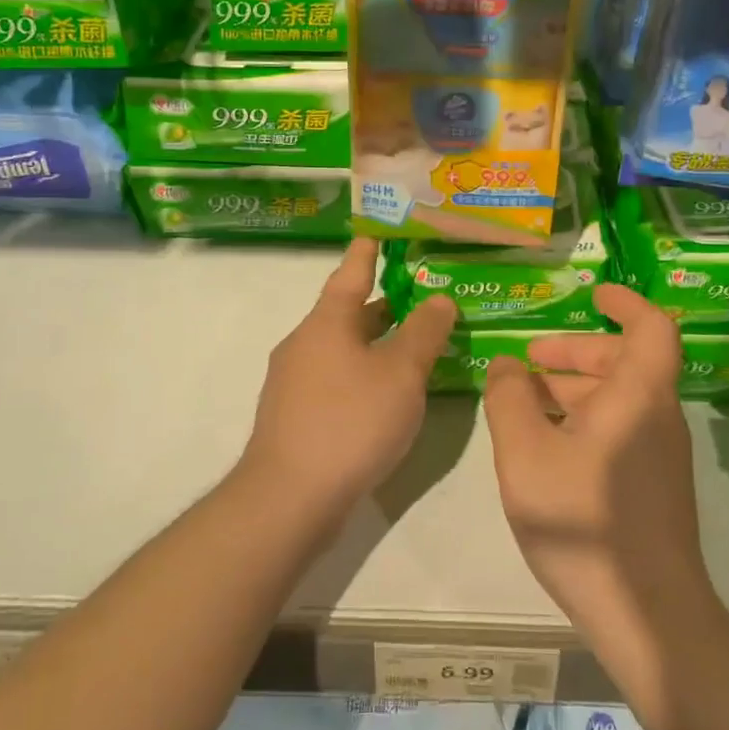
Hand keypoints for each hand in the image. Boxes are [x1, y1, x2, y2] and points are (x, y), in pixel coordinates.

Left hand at [240, 239, 457, 529]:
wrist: (290, 497)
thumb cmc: (350, 421)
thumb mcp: (401, 373)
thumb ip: (424, 332)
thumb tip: (438, 299)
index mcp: (326, 322)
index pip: (351, 273)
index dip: (367, 252)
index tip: (376, 232)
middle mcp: (304, 343)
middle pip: (347, 313)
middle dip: (382, 304)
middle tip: (419, 296)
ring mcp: (294, 382)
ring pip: (341, 348)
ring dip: (374, 343)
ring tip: (412, 345)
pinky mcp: (294, 416)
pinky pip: (335, 379)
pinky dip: (362, 374)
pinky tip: (385, 395)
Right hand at [485, 284, 718, 642]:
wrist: (647, 616)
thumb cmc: (584, 520)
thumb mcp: (526, 453)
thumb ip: (510, 399)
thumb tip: (507, 365)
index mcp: (638, 395)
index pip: (650, 327)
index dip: (624, 302)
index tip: (590, 294)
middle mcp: (657, 416)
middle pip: (626, 361)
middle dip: (576, 350)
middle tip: (530, 356)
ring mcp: (659, 454)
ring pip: (620, 398)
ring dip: (575, 386)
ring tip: (526, 397)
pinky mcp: (652, 486)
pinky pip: (619, 429)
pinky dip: (584, 419)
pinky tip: (546, 444)